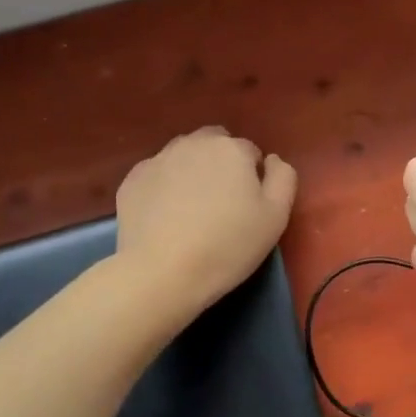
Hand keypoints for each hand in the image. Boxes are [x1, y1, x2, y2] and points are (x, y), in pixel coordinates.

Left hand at [115, 127, 296, 312]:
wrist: (162, 273)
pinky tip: (165, 216)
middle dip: (221, 164)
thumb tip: (271, 160)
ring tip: (191, 208)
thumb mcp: (276, 217)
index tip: (248, 206)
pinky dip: (164, 186)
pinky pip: (157, 174)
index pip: (250, 152)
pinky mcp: (132, 180)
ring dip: (192, 170)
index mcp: (232, 149)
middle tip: (221, 203)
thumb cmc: (228, 246)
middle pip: (215, 144)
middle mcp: (194, 143)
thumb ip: (283, 178)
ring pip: (184, 155)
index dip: (253, 178)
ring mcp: (158, 159)